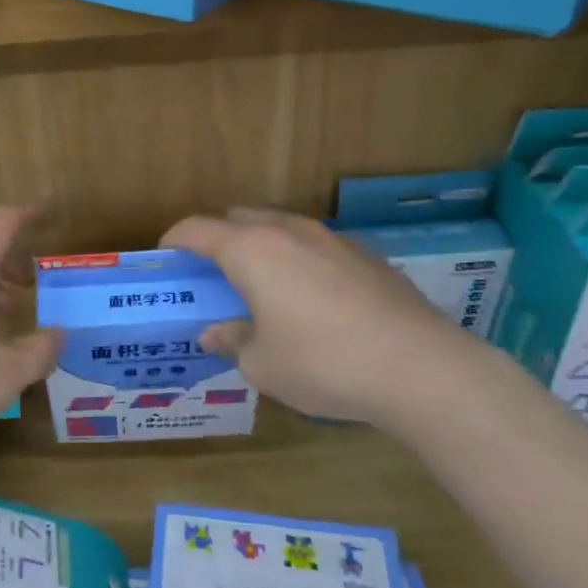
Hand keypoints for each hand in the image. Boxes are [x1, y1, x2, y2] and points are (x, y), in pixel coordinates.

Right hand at [160, 208, 474, 423]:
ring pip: (280, 228)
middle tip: (212, 276)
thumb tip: (215, 333)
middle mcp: (288, 232)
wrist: (423, 369)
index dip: (174, 240)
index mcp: (251, 251)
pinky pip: (315, 246)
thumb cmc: (324, 364)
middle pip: (238, 218)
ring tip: (262, 287)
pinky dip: (298, 261)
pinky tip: (311, 300)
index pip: (197, 229)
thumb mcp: (262, 364)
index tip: (165, 257)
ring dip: (260, 248)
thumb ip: (232, 341)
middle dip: (218, 240)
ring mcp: (332, 239)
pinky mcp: (367, 255)